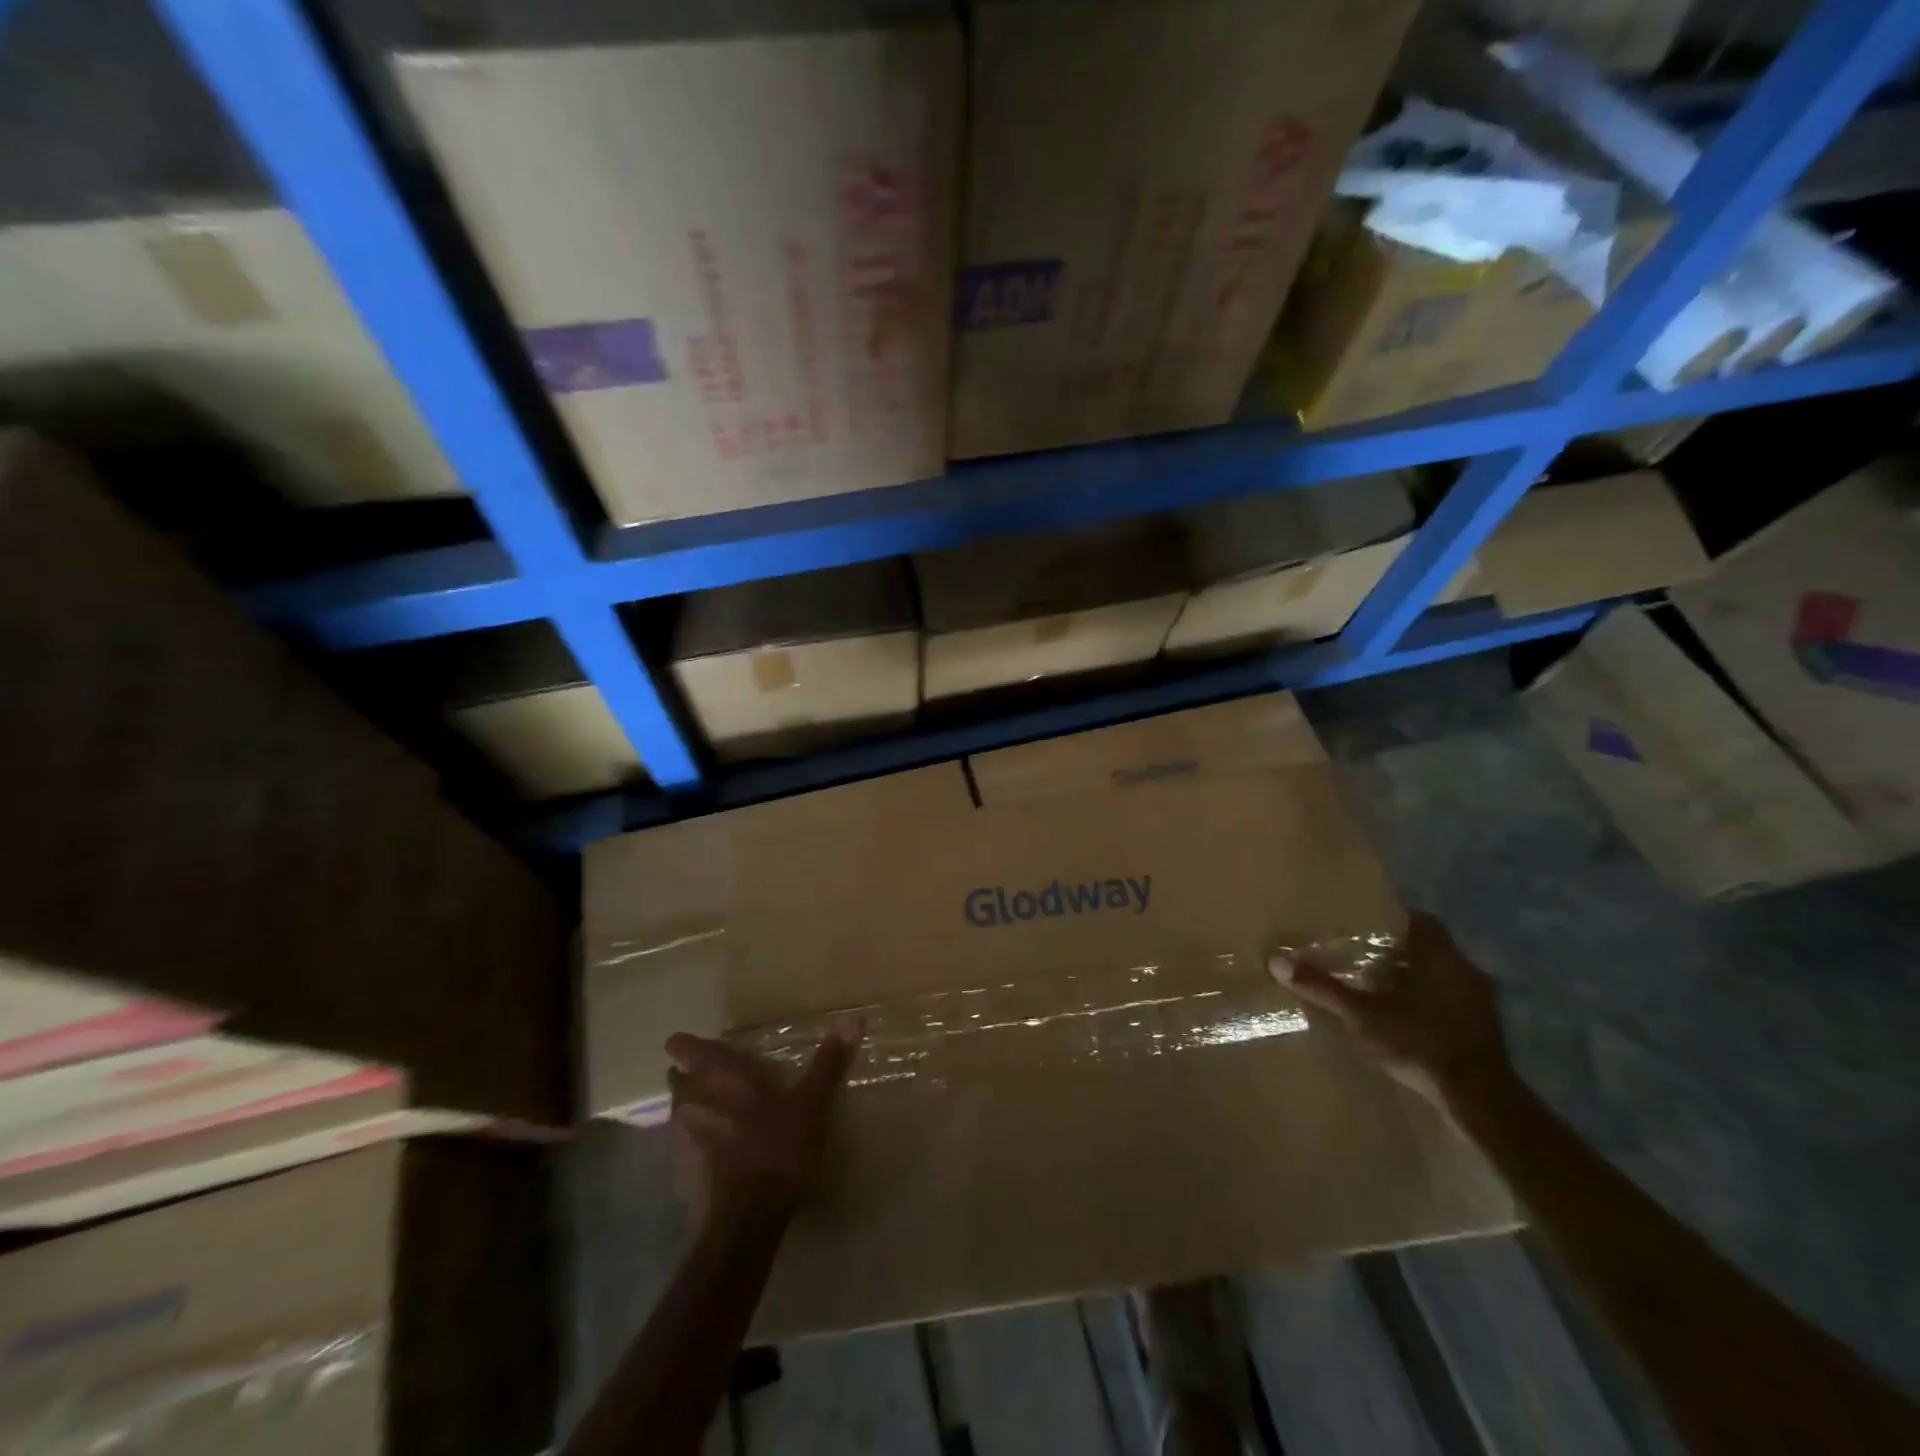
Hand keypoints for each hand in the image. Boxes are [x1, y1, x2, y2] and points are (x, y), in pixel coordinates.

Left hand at [664, 1022, 860, 1230]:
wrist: (745, 1221)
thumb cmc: (776, 1148)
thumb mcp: (810, 1103)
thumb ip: (827, 1062)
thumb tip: (852, 1020)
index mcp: (717, 1074)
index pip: (682, 1046)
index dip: (689, 1046)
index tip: (709, 1050)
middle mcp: (689, 1099)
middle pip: (678, 1078)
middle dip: (694, 1078)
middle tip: (726, 1083)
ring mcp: (677, 1139)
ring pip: (679, 1112)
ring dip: (696, 1110)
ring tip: (727, 1119)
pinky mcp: (677, 1174)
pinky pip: (683, 1147)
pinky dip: (697, 1146)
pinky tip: (723, 1157)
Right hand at [1271, 912, 1511, 1115]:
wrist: (1480, 1100)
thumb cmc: (1421, 1042)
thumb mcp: (1363, 1015)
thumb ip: (1323, 987)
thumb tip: (1276, 960)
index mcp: (1442, 958)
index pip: (1422, 920)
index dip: (1395, 917)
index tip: (1366, 920)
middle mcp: (1466, 972)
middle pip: (1430, 948)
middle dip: (1399, 950)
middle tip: (1362, 951)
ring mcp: (1480, 1003)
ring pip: (1441, 976)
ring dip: (1414, 978)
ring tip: (1377, 984)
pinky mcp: (1483, 1031)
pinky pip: (1450, 1002)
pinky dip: (1427, 1003)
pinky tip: (1403, 1017)